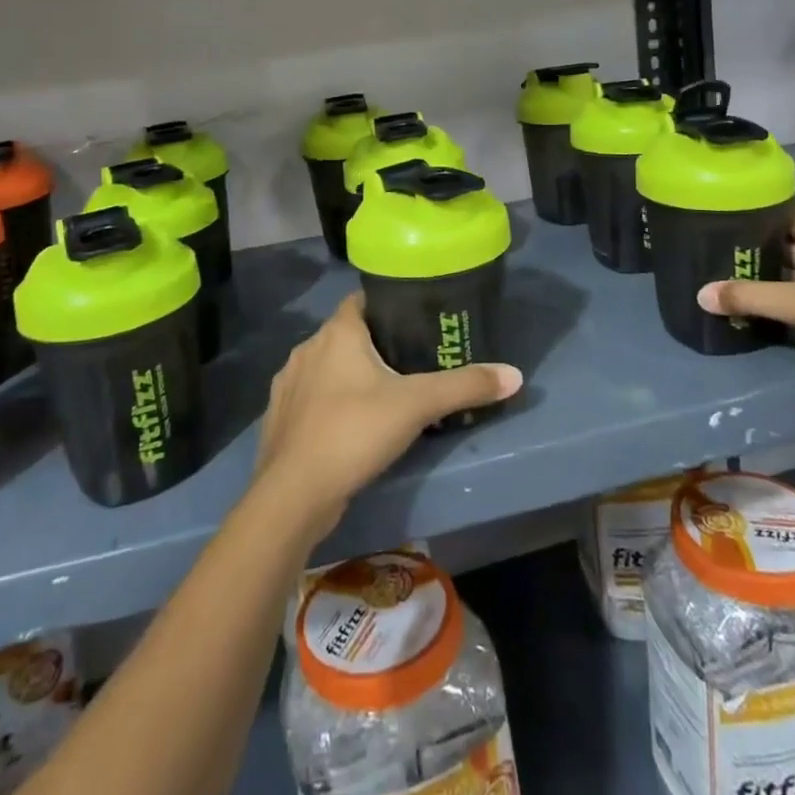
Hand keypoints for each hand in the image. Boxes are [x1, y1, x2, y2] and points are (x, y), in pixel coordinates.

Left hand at [252, 294, 521, 539]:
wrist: (293, 494)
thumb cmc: (354, 432)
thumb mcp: (417, 405)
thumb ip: (464, 386)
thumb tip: (515, 374)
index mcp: (337, 332)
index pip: (362, 300)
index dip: (388, 304)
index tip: (416, 318)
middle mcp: (307, 348)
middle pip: (347, 334)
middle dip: (375, 343)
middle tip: (411, 361)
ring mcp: (288, 383)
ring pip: (327, 367)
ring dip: (349, 375)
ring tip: (384, 394)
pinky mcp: (279, 416)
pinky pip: (311, 397)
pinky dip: (330, 403)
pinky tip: (349, 425)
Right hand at [697, 208, 794, 414]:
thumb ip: (755, 299)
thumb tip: (700, 294)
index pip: (783, 213)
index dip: (751, 215)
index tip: (714, 222)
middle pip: (788, 245)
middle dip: (754, 253)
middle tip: (710, 260)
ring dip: (771, 281)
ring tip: (727, 286)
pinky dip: (789, 303)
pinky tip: (763, 314)